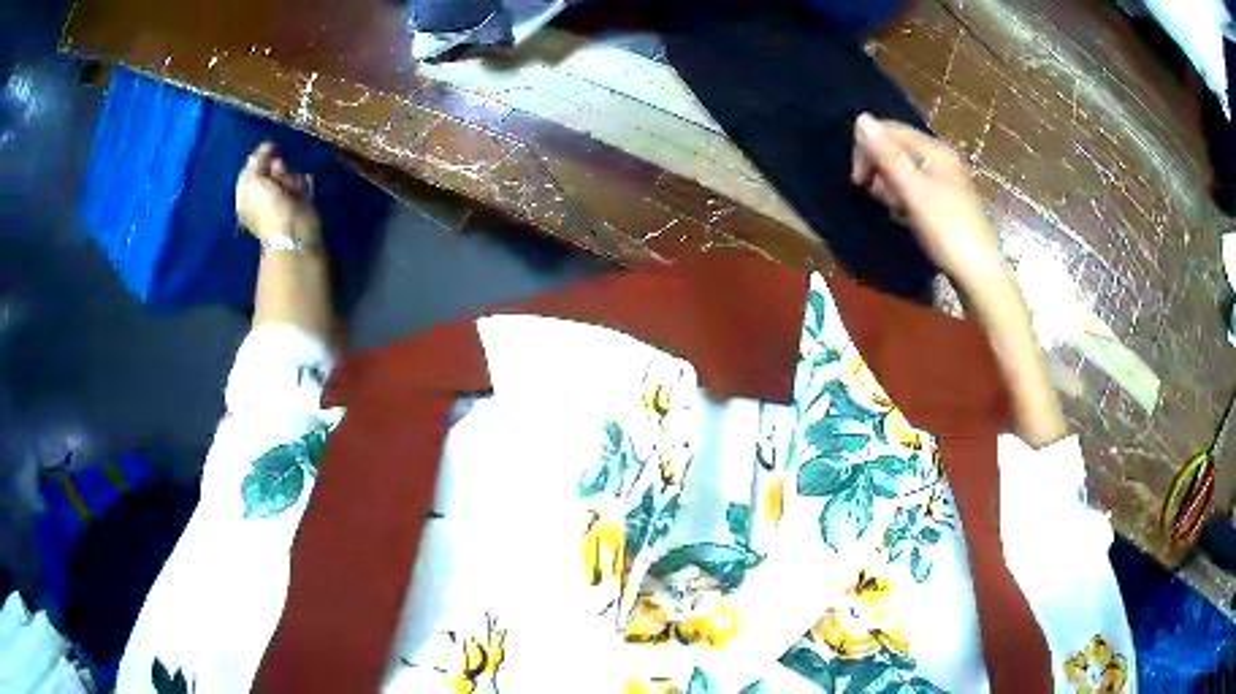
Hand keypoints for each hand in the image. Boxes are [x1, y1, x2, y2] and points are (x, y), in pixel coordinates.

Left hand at [236, 142, 319, 243]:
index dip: (258, 158)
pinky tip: (298, 187)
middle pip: (266, 171)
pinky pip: (297, 182)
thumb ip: (256, 162)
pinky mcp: (295, 200)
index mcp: (245, 198)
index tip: (269, 147)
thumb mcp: (253, 182)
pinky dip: (298, 181)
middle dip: (274, 166)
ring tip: (289, 182)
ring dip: (287, 174)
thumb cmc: (268, 208)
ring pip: (283, 175)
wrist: (293, 230)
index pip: (249, 171)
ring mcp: (278, 200)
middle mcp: (260, 198)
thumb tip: (266, 146)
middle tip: (278, 168)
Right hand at [851, 113, 1002, 286]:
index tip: (858, 181)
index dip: (868, 149)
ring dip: (891, 186)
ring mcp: (945, 179)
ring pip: (904, 170)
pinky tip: (906, 217)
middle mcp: (940, 158)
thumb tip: (861, 118)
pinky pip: (916, 187)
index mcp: (934, 150)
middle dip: (880, 169)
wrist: (978, 272)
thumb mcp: (913, 191)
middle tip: (878, 198)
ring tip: (895, 210)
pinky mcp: (946, 199)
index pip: (890, 131)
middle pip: (897, 148)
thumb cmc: (945, 229)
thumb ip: (887, 155)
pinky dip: (905, 198)